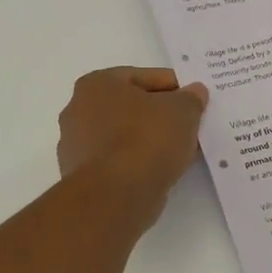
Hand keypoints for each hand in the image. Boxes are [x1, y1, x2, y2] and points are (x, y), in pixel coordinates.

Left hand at [57, 68, 209, 215]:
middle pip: (130, 107)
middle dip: (160, 115)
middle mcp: (77, 110)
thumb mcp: (182, 112)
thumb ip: (190, 99)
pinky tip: (162, 169)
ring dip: (150, 140)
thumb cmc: (146, 139)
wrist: (117, 195)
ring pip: (124, 136)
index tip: (195, 99)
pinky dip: (138, 162)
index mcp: (96, 84)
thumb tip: (195, 92)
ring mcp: (76, 146)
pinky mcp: (82, 177)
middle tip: (190, 124)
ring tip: (181, 149)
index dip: (174, 86)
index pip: (142, 77)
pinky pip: (118, 161)